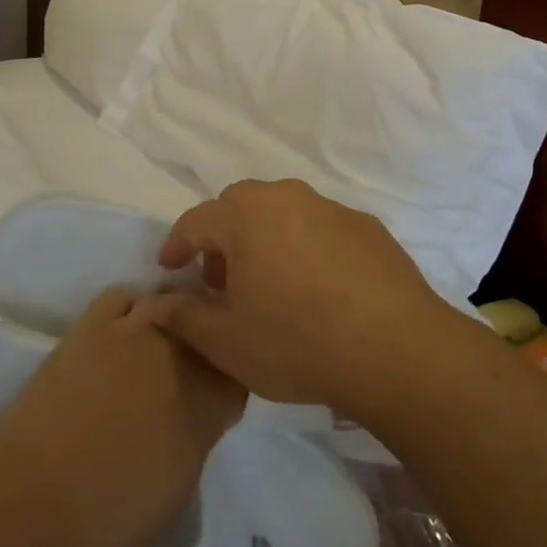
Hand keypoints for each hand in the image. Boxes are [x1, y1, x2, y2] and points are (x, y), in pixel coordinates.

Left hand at [0, 288, 244, 546]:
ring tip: (162, 342)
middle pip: (209, 329)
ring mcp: (135, 330)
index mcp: (207, 400)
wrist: (33, 496)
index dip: (231, 381)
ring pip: (173, 303)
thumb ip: (201, 436)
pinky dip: (131, 309)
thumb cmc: (110, 511)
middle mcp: (179, 354)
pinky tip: (123, 330)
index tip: (218, 396)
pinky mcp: (94, 322)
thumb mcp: (180, 487)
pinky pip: (125, 298)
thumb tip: (202, 412)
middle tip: (192, 370)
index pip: (239, 373)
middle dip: (208, 344)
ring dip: (176, 319)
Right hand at [132, 179, 461, 419]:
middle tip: (221, 279)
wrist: (395, 348)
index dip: (177, 244)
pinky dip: (305, 244)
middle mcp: (286, 199)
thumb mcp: (227, 342)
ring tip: (269, 283)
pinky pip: (321, 226)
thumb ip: (183, 317)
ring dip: (264, 237)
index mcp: (246, 217)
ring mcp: (330, 209)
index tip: (169, 267)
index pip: (196, 220)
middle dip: (222, 236)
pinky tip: (317, 287)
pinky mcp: (366, 226)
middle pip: (240, 204)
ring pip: (283, 211)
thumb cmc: (297, 342)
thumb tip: (151, 304)